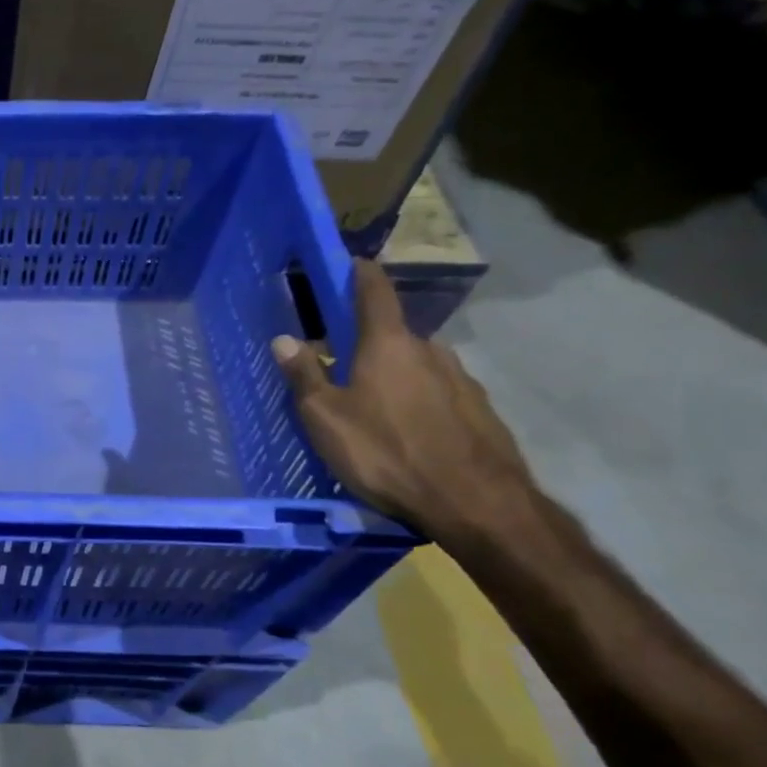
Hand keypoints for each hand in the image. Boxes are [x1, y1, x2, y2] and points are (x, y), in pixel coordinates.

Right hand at [272, 260, 534, 535]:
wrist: (476, 504)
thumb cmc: (386, 452)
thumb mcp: (325, 418)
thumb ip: (304, 376)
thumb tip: (284, 338)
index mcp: (389, 345)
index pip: (376, 293)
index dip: (362, 275)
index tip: (354, 263)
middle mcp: (430, 352)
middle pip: (396, 336)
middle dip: (371, 344)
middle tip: (346, 368)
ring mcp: (463, 382)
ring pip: (420, 368)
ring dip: (398, 377)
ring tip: (377, 408)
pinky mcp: (482, 413)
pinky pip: (441, 396)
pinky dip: (422, 404)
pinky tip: (411, 434)